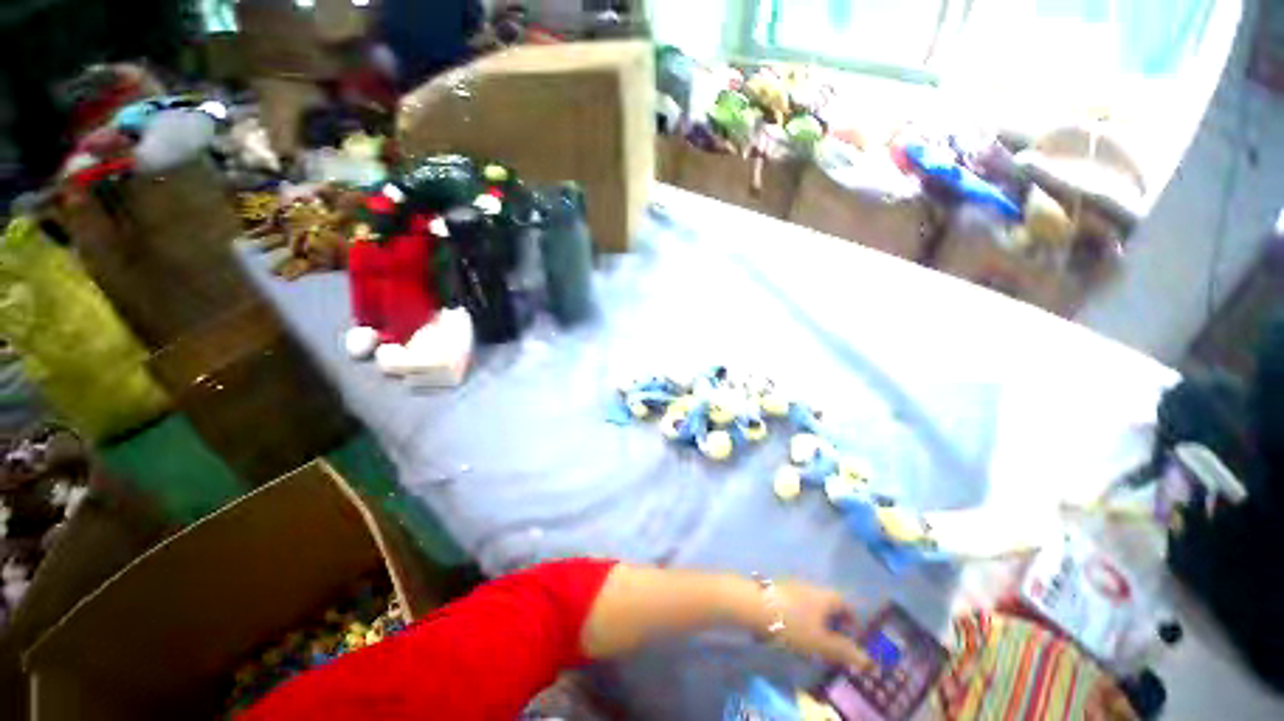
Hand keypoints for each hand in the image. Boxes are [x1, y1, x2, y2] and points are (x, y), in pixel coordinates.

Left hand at [768, 581, 870, 669]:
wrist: (754, 605)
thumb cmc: (792, 624)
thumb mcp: (821, 643)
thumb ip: (844, 651)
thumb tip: (869, 660)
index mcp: (825, 596)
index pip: (846, 604)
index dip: (852, 621)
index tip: (852, 640)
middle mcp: (811, 587)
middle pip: (828, 604)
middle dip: (834, 624)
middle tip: (834, 646)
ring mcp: (792, 587)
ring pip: (811, 605)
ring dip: (816, 622)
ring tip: (813, 643)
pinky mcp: (777, 592)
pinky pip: (796, 606)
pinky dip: (800, 619)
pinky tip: (793, 633)